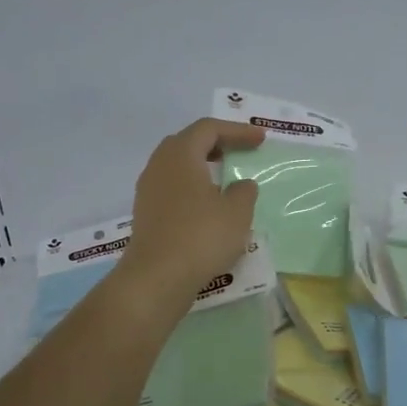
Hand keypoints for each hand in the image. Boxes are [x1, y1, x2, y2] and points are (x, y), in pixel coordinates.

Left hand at [116, 119, 263, 309]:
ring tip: (224, 179)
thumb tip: (241, 185)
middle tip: (238, 152)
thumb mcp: (237, 213)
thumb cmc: (201, 236)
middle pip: (188, 142)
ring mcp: (148, 190)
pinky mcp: (146, 214)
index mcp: (181, 155)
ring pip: (177, 166)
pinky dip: (192, 188)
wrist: (158, 277)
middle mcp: (159, 165)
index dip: (237, 131)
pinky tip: (207, 206)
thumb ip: (244, 192)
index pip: (209, 129)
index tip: (260, 139)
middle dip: (215, 143)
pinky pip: (172, 188)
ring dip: (202, 167)